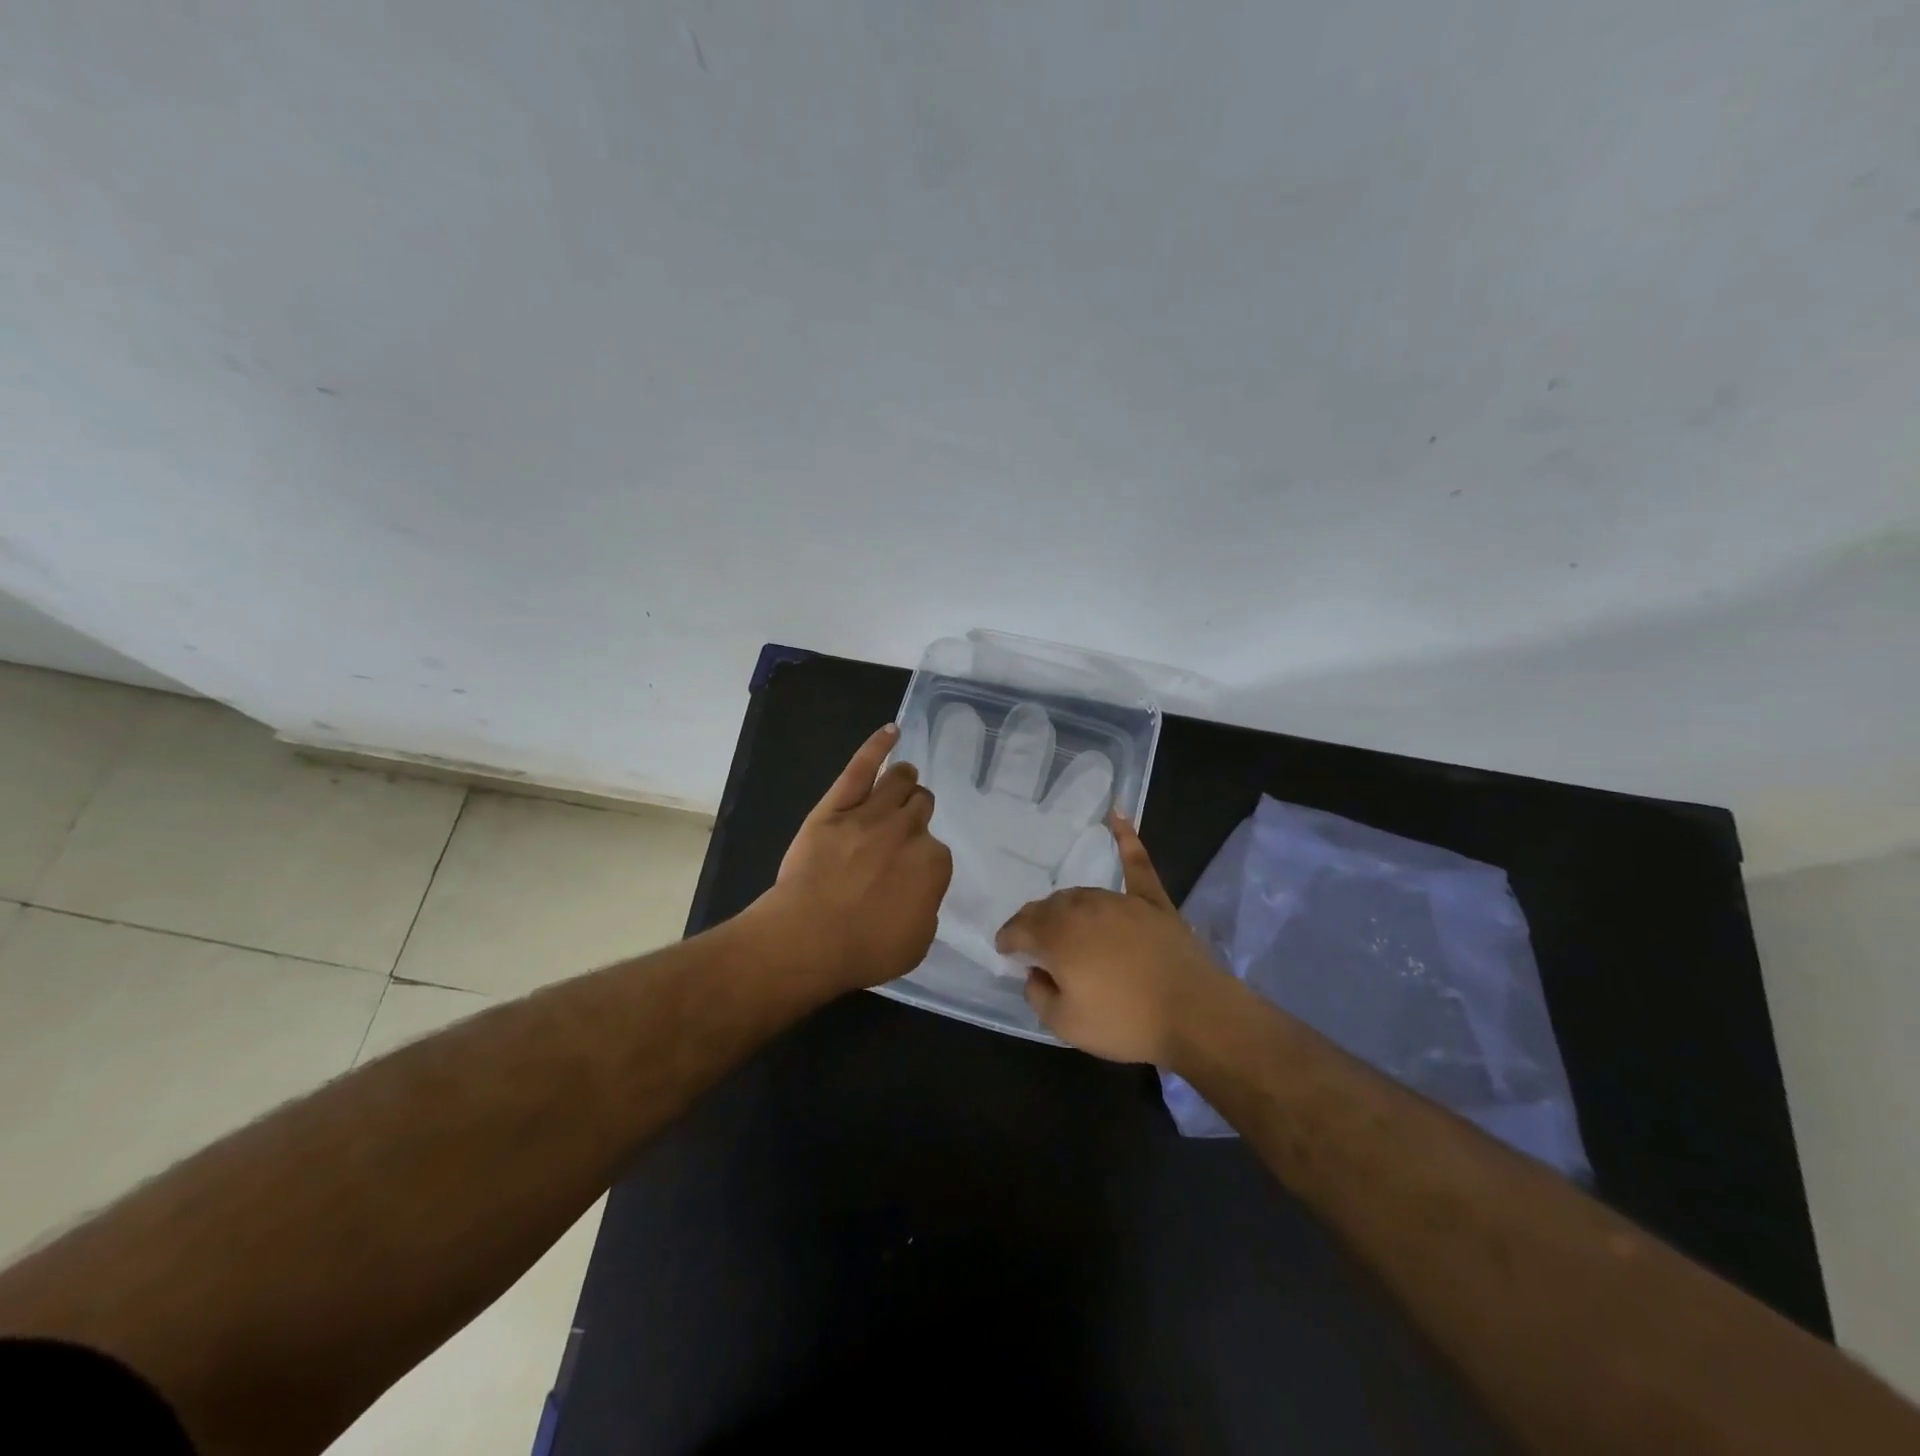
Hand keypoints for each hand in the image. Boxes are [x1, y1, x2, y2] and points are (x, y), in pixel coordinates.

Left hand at [755, 724, 952, 994]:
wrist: (807, 939)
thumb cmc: (864, 949)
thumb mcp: (917, 942)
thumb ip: (926, 906)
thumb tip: (920, 890)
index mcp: (933, 863)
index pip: (937, 850)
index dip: (923, 859)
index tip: (910, 872)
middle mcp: (908, 830)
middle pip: (921, 807)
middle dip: (916, 814)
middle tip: (903, 829)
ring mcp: (871, 813)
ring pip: (899, 782)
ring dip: (905, 781)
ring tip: (903, 781)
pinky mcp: (836, 806)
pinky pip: (861, 768)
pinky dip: (878, 746)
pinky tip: (891, 731)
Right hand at [995, 814, 1229, 1063]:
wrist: (1194, 1014)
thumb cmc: (1125, 1022)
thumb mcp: (1065, 1024)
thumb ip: (1038, 995)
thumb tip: (1035, 973)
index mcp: (1057, 936)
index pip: (1020, 928)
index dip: (1008, 939)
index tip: (1005, 950)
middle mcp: (1083, 908)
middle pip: (1048, 908)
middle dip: (1034, 923)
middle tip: (1034, 943)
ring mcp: (1119, 900)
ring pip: (1080, 893)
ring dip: (1065, 907)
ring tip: (1063, 923)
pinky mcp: (1152, 901)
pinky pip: (1136, 863)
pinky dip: (1126, 837)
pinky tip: (1117, 813)